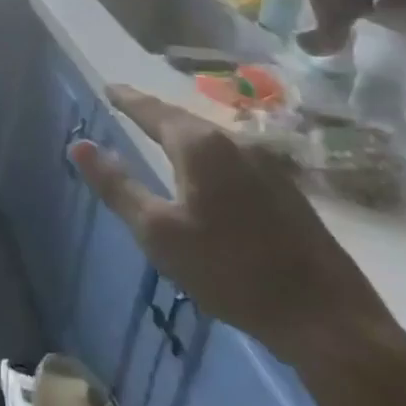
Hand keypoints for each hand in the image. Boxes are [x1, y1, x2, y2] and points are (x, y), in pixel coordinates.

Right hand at [69, 85, 393, 368]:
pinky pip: (232, 157)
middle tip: (128, 108)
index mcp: (201, 147)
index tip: (109, 87)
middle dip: (154, 113)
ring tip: (160, 136)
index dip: (128, 99)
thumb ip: (117, 185)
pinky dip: (206, 155)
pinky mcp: (286, 190)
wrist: (326, 317)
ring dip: (182, 133)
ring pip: (212, 139)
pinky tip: (204, 173)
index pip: (153, 111)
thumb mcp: (158, 231)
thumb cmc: (229, 271)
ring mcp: (268, 165)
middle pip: (185, 120)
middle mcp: (236, 143)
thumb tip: (79, 145)